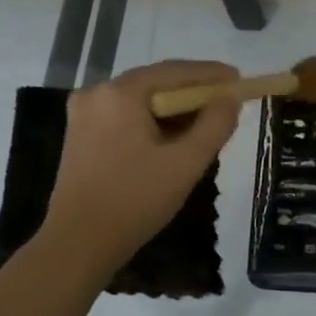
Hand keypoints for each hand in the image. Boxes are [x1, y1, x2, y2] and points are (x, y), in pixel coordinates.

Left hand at [42, 60, 240, 272]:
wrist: (78, 243)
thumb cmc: (135, 200)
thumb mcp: (186, 163)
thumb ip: (214, 125)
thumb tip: (229, 99)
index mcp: (120, 93)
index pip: (174, 71)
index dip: (210, 74)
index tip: (237, 78)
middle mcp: (97, 93)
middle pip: (155, 83)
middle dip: (191, 93)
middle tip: (224, 103)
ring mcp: (83, 115)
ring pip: (139, 102)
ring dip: (172, 110)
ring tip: (204, 124)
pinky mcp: (79, 136)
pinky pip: (124, 117)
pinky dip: (151, 122)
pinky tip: (171, 140)